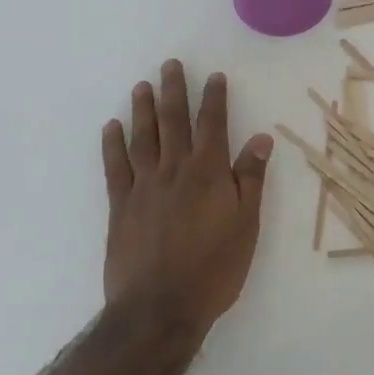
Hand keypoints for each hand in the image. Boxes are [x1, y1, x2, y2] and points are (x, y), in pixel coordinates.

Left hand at [101, 61, 273, 339]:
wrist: (159, 309)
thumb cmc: (214, 268)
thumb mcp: (246, 224)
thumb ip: (251, 178)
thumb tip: (261, 138)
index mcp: (209, 172)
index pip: (212, 124)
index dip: (214, 98)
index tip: (213, 76)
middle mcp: (175, 169)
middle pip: (174, 121)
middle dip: (174, 90)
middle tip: (169, 65)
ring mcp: (144, 185)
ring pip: (143, 137)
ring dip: (143, 109)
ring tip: (141, 86)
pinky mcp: (120, 206)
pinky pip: (115, 166)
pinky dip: (112, 144)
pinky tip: (111, 127)